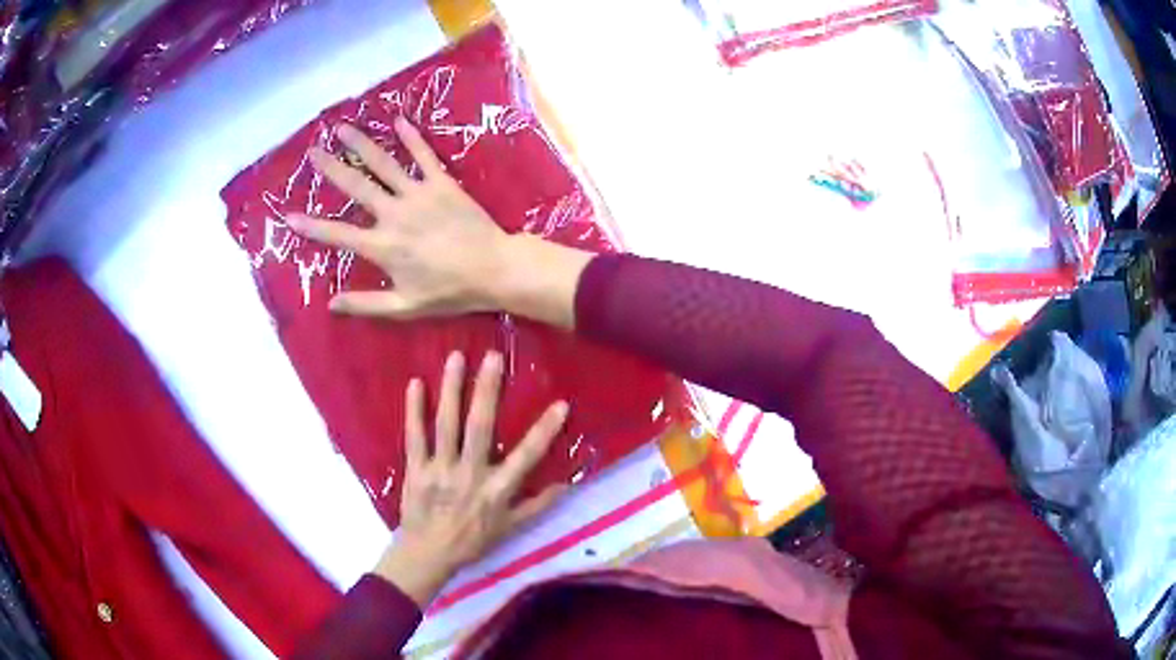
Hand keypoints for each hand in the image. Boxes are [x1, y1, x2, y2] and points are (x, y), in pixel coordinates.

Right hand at [287, 117, 513, 318]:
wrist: (494, 269)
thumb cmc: (449, 292)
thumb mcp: (405, 307)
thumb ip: (366, 304)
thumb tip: (330, 304)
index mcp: (382, 247)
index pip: (337, 235)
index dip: (311, 226)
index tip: (289, 215)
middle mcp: (394, 214)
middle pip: (356, 186)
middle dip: (332, 168)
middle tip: (313, 151)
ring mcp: (419, 194)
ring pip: (384, 164)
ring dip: (361, 144)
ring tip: (343, 128)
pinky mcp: (443, 183)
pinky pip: (424, 155)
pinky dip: (411, 137)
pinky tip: (398, 120)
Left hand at [374, 351, 568, 605]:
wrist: (428, 553)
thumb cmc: (472, 541)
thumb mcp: (510, 529)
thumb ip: (537, 505)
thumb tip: (566, 484)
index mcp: (496, 490)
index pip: (526, 457)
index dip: (544, 431)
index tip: (561, 404)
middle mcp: (469, 474)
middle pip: (479, 428)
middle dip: (487, 391)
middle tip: (493, 357)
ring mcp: (439, 469)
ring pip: (446, 425)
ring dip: (451, 390)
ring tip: (456, 358)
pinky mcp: (415, 468)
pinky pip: (414, 436)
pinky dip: (413, 410)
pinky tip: (415, 383)